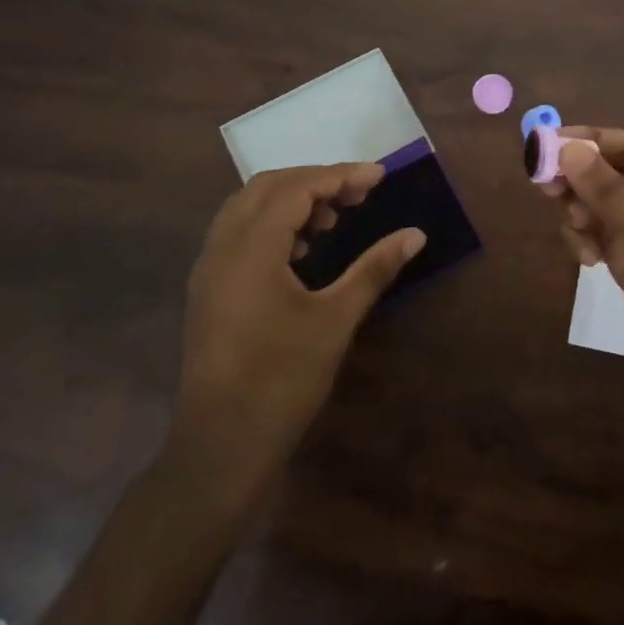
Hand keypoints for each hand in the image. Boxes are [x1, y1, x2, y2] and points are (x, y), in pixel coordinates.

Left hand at [163, 163, 424, 490]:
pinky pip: (238, 233)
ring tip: (333, 219)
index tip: (379, 176)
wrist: (220, 448)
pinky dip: (272, 224)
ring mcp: (208, 270)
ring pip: (248, 208)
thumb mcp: (335, 320)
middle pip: (267, 187)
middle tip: (358, 193)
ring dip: (292, 200)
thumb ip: (374, 269)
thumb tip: (416, 234)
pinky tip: (302, 250)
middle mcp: (221, 248)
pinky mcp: (207, 290)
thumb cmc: (281, 381)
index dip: (340, 176)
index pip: (296, 188)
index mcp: (250, 249)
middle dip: (315, 181)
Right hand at [544, 128, 623, 419]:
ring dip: (582, 212)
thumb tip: (568, 148)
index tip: (548, 145)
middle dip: (581, 180)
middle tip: (544, 188)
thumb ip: (609, 190)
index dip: (592, 142)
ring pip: (604, 206)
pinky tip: (586, 258)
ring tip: (576, 229)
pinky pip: (604, 236)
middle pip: (615, 174)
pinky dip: (589, 240)